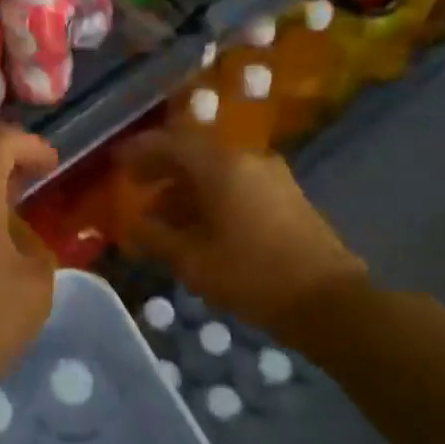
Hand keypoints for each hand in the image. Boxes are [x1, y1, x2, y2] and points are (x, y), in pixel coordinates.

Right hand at [117, 129, 367, 337]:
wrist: (328, 300)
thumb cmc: (252, 276)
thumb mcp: (193, 261)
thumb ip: (156, 238)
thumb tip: (132, 224)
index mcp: (222, 167)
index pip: (171, 143)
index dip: (139, 151)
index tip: (116, 162)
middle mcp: (248, 160)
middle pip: (195, 153)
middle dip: (162, 168)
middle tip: (135, 185)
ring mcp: (272, 177)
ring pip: (217, 171)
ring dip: (186, 187)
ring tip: (162, 216)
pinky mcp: (286, 196)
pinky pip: (237, 184)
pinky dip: (211, 196)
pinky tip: (198, 225)